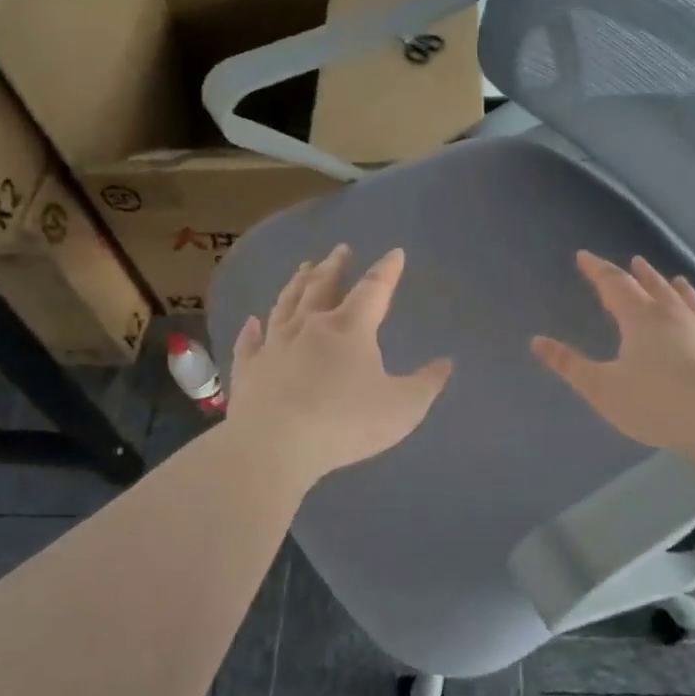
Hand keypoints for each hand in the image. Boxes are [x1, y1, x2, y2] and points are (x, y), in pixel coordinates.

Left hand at [227, 245, 452, 487]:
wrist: (275, 445)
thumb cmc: (345, 423)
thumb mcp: (403, 408)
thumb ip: (426, 384)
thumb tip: (446, 362)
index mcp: (350, 329)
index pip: (373, 290)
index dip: (387, 270)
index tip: (395, 253)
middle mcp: (310, 326)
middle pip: (322, 286)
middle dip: (334, 266)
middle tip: (339, 250)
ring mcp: (274, 345)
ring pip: (286, 304)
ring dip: (297, 284)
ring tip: (303, 268)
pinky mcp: (248, 369)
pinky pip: (250, 343)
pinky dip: (252, 330)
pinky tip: (252, 321)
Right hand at [532, 251, 694, 455]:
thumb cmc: (655, 402)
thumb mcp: (601, 388)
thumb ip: (570, 364)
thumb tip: (538, 341)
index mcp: (641, 319)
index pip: (615, 284)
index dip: (598, 270)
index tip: (584, 256)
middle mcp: (676, 319)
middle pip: (657, 288)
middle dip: (642, 275)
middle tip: (636, 261)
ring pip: (694, 306)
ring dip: (683, 292)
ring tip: (678, 280)